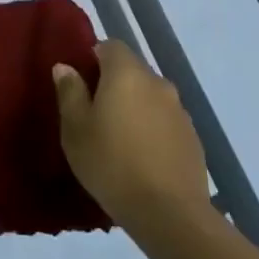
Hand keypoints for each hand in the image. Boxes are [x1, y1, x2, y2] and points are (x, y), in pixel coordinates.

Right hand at [54, 40, 209, 231]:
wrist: (169, 213)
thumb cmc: (111, 164)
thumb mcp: (75, 129)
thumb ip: (70, 92)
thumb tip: (66, 67)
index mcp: (126, 73)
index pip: (110, 46)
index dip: (93, 58)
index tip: (81, 84)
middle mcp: (157, 82)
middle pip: (132, 70)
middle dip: (114, 84)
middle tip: (95, 114)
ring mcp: (180, 110)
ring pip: (150, 96)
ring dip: (135, 107)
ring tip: (119, 139)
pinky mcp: (193, 137)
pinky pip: (165, 121)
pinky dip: (152, 129)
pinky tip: (142, 157)